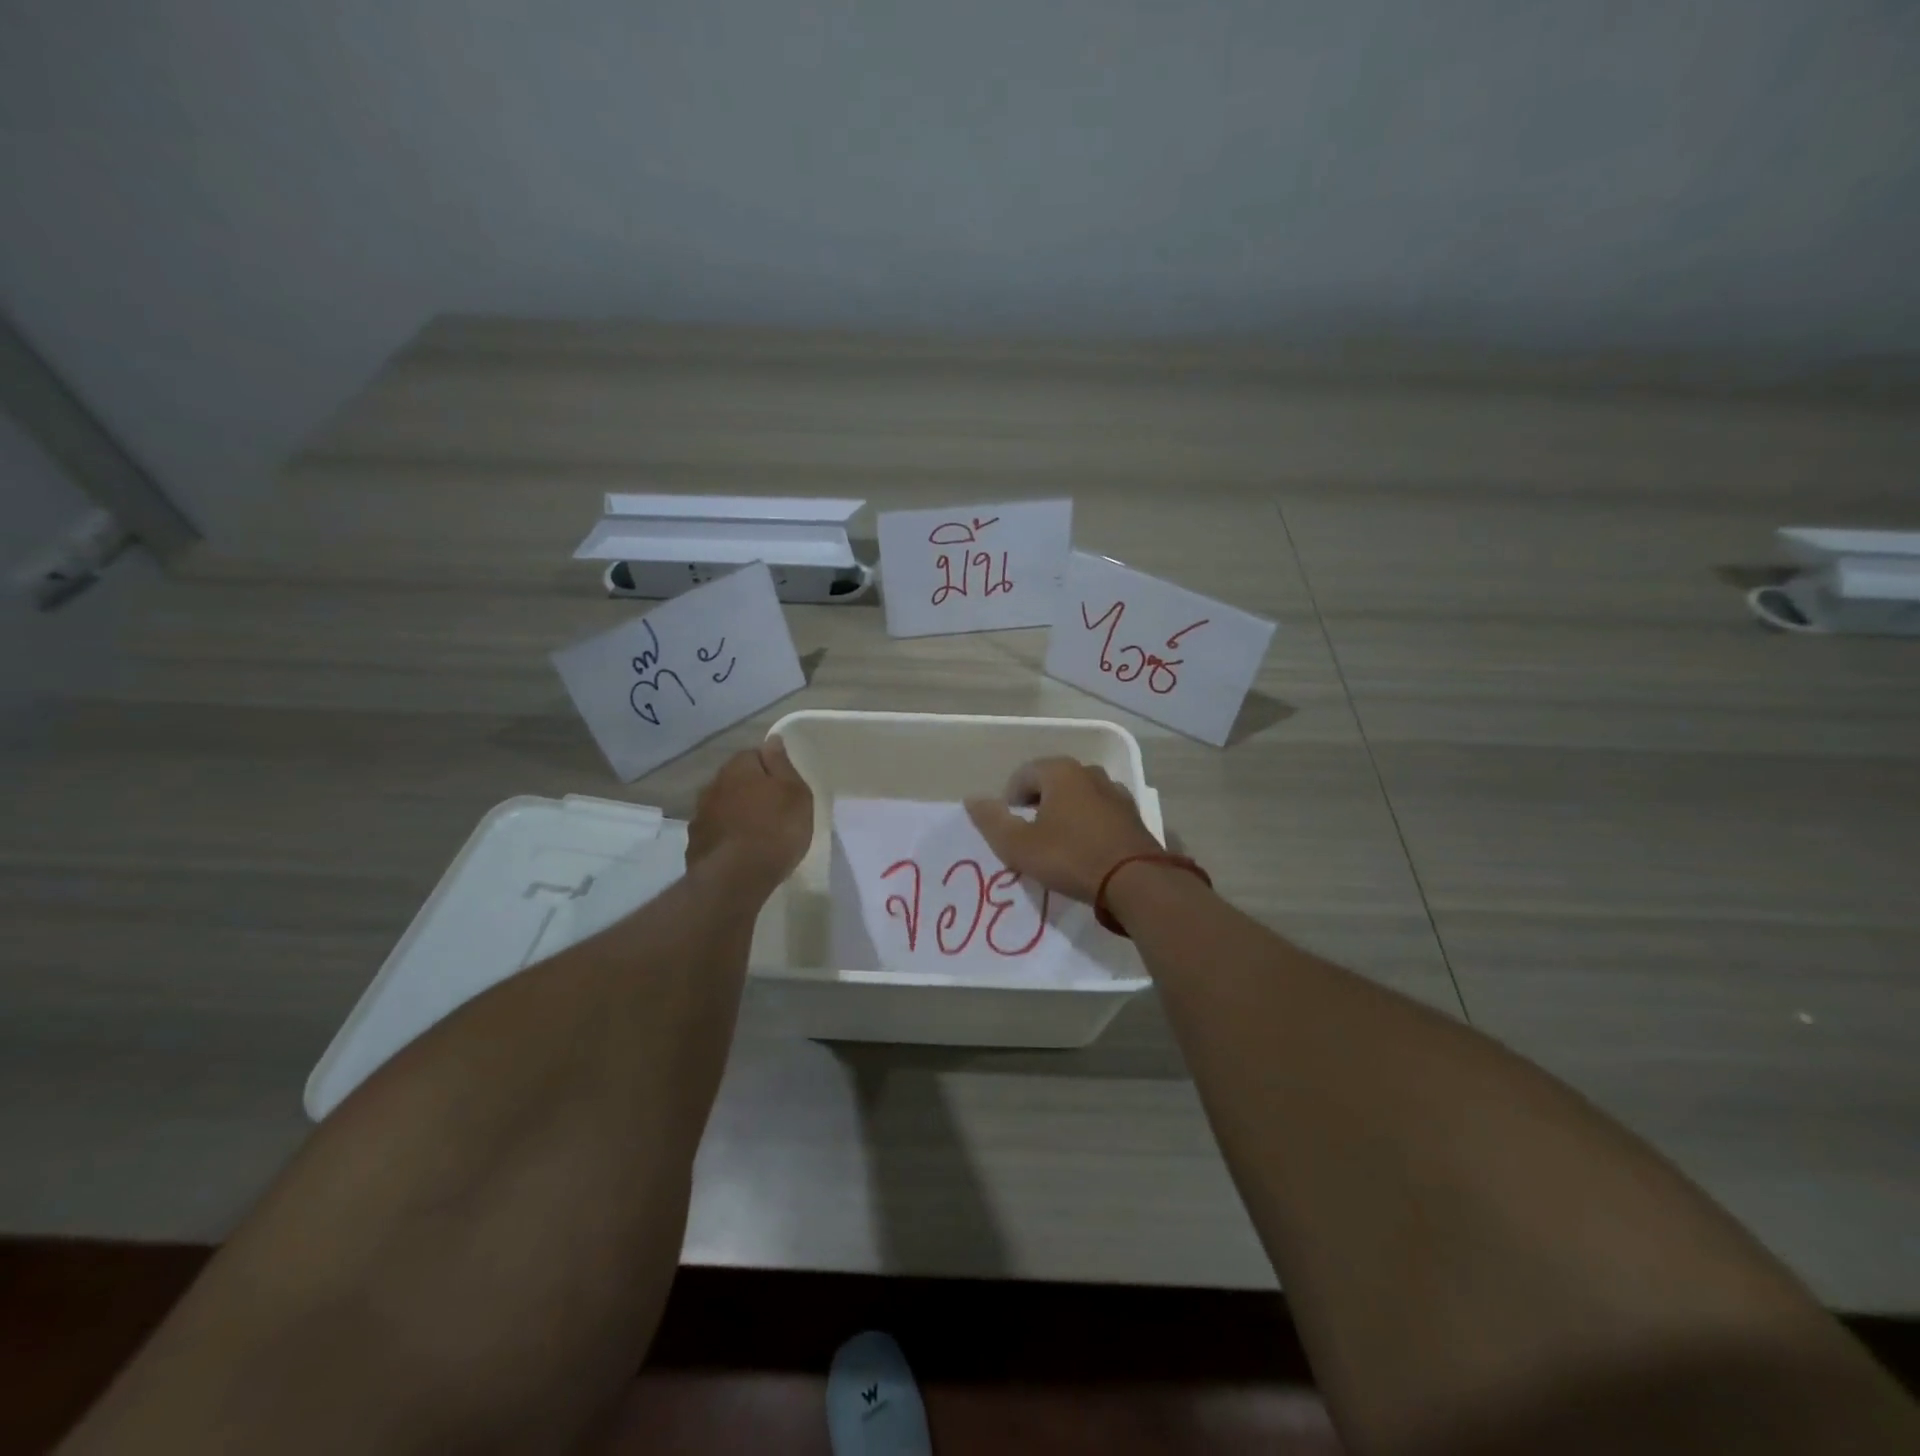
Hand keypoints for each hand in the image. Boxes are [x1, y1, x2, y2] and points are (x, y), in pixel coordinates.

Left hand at [687, 735, 813, 895]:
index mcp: (739, 767)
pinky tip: (740, 853)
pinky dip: (726, 838)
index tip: (785, 788)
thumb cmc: (775, 829)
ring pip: (722, 807)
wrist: (736, 878)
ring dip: (736, 815)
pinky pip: (715, 833)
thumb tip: (772, 740)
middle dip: (751, 791)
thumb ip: (782, 765)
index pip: (754, 755)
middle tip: (774, 811)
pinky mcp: (694, 844)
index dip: (771, 770)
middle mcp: (713, 785)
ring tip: (757, 835)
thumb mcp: (795, 794)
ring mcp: (700, 816)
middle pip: (736, 781)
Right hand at [965, 757, 1162, 903]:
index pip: (1023, 775)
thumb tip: (973, 800)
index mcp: (1060, 772)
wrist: (1136, 881)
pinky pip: (1099, 813)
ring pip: (1078, 797)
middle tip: (1029, 836)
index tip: (1008, 827)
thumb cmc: (1070, 857)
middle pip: (1052, 782)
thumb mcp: (1019, 845)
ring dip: (1064, 814)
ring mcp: (1115, 792)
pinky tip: (1085, 850)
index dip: (1009, 799)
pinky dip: (1087, 824)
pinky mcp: (1133, 815)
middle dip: (1037, 804)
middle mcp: (1089, 772)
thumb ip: (992, 821)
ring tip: (1056, 844)